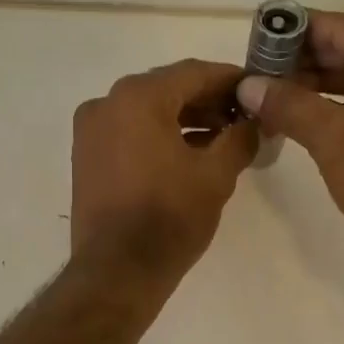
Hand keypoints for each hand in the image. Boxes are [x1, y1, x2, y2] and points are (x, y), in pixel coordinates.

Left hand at [71, 59, 257, 283]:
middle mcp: (107, 103)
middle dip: (208, 100)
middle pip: (168, 89)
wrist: (117, 270)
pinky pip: (129, 132)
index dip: (231, 79)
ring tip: (223, 138)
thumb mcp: (216, 175)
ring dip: (185, 119)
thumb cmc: (169, 218)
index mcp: (137, 97)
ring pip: (147, 111)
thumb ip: (240, 138)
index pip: (194, 73)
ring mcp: (91, 130)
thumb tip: (253, 123)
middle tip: (244, 117)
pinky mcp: (86, 156)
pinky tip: (190, 153)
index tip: (257, 89)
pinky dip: (160, 135)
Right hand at [234, 11, 343, 251]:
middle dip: (308, 61)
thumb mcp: (333, 139)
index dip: (295, 33)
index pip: (342, 28)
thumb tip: (248, 85)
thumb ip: (288, 104)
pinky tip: (314, 111)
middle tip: (263, 72)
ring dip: (326, 83)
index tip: (259, 40)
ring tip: (280, 93)